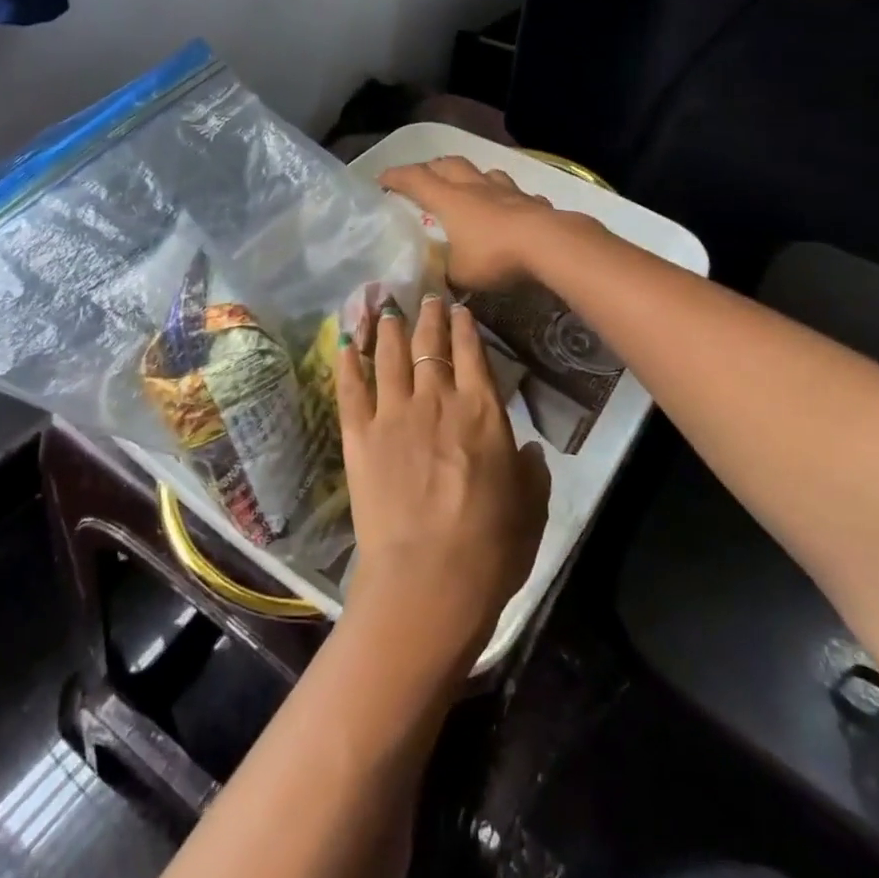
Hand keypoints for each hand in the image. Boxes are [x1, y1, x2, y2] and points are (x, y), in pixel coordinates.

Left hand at [335, 293, 549, 672]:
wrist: (429, 580)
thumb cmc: (491, 549)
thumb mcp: (531, 509)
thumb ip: (532, 472)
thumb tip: (528, 449)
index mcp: (483, 413)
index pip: (473, 354)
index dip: (465, 327)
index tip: (459, 309)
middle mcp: (437, 401)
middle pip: (431, 346)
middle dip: (429, 317)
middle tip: (425, 297)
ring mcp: (393, 415)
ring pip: (390, 356)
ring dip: (390, 328)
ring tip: (387, 309)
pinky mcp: (359, 436)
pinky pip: (351, 388)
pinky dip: (349, 361)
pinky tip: (346, 342)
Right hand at [379, 157, 578, 290]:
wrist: (549, 244)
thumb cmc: (495, 256)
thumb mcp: (459, 273)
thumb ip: (445, 270)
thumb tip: (439, 273)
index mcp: (449, 200)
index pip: (415, 179)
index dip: (395, 176)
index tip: (380, 179)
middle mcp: (475, 187)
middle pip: (448, 165)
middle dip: (430, 168)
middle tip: (421, 180)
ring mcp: (506, 190)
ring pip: (482, 172)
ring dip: (469, 176)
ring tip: (466, 187)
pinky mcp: (531, 200)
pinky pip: (514, 192)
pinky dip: (505, 197)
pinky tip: (509, 208)